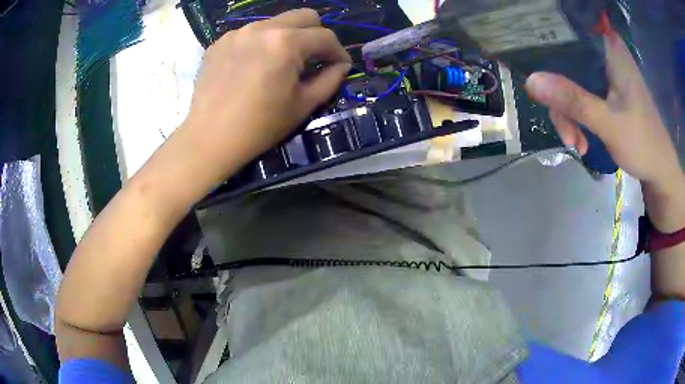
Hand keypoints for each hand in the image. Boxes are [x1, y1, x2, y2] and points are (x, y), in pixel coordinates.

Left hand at [181, 9, 351, 183]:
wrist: (209, 139)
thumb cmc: (260, 126)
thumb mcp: (303, 105)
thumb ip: (330, 80)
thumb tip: (341, 65)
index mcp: (286, 43)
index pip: (325, 36)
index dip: (338, 51)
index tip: (340, 66)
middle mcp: (262, 28)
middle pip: (303, 16)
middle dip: (316, 34)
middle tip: (314, 58)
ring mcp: (237, 33)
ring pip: (275, 23)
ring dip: (287, 38)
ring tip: (279, 64)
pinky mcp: (219, 42)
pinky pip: (250, 34)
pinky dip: (260, 44)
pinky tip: (253, 67)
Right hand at [525, 34, 681, 188]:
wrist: (660, 171)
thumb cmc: (643, 143)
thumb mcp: (608, 123)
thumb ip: (573, 101)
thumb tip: (531, 80)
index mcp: (610, 50)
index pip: (570, 30)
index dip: (548, 43)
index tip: (538, 66)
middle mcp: (605, 56)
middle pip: (568, 62)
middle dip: (561, 97)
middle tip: (566, 131)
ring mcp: (606, 76)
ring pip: (572, 82)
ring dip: (569, 114)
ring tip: (575, 143)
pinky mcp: (606, 93)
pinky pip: (581, 96)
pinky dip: (578, 119)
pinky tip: (582, 141)